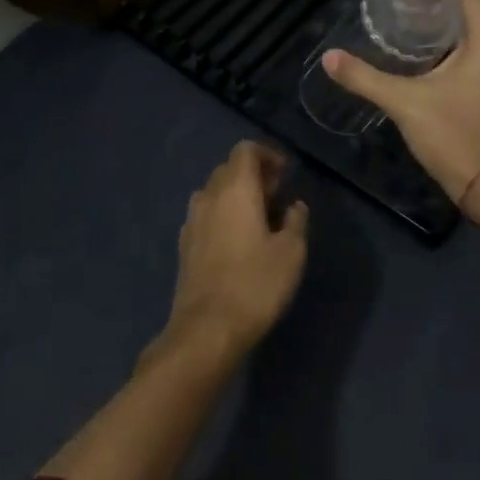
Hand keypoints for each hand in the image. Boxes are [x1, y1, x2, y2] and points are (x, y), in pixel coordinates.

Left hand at [161, 142, 308, 362]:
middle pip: (228, 168)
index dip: (267, 154)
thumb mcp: (291, 252)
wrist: (207, 328)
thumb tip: (294, 205)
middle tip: (277, 194)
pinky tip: (237, 239)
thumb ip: (295, 221)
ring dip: (236, 194)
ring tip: (259, 217)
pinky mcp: (184, 245)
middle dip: (253, 174)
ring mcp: (192, 221)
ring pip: (214, 191)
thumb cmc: (256, 284)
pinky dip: (223, 214)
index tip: (285, 173)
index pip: (245, 150)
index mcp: (235, 190)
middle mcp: (208, 197)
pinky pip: (205, 214)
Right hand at [323, 0, 479, 203]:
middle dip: (436, 11)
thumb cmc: (456, 136)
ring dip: (451, 35)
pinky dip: (466, 55)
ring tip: (413, 44)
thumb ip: (365, 78)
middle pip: (472, 9)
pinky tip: (438, 70)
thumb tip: (329, 58)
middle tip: (398, 19)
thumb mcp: (405, 104)